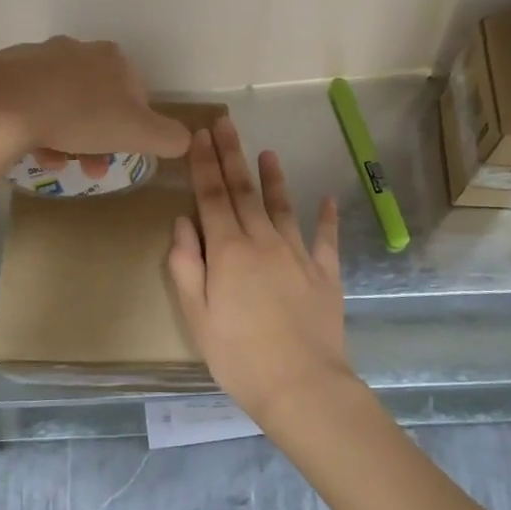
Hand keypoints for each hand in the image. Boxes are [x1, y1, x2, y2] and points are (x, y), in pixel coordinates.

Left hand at [0, 37, 192, 162]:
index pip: (137, 95)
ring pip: (64, 103)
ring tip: (58, 164)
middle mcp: (78, 50)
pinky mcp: (6, 71)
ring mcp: (39, 57)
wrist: (3, 104)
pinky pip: (31, 103)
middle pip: (99, 101)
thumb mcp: (139, 133)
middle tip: (91, 169)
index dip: (135, 129)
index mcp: (113, 59)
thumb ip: (169, 137)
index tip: (123, 154)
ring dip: (68, 137)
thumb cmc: (81, 116)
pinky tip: (32, 150)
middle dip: (99, 138)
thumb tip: (183, 140)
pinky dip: (38, 128)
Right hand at [167, 116, 352, 421]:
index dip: (204, 164)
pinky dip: (326, 217)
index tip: (199, 135)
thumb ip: (187, 266)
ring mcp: (298, 255)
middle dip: (231, 154)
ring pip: (283, 206)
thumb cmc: (239, 357)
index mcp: (229, 251)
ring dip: (273, 178)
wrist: (302, 386)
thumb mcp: (198, 317)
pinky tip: (327, 199)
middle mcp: (264, 241)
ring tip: (267, 152)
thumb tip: (183, 222)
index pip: (212, 196)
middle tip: (225, 123)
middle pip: (244, 190)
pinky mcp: (325, 273)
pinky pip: (325, 238)